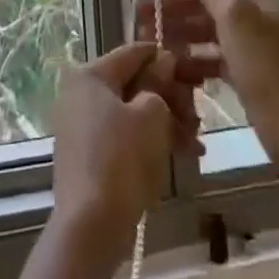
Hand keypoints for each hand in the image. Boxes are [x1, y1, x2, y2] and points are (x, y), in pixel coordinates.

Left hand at [49, 43, 198, 255]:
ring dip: (166, 123)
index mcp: (91, 76)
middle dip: (170, 98)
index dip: (166, 58)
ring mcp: (82, 126)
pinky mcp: (88, 155)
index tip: (194, 71)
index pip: (134, 52)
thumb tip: (163, 63)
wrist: (91, 225)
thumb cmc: (122, 158)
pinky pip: (124, 137)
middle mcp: (81, 94)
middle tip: (198, 117)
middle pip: (134, 84)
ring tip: (195, 143)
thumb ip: (159, 84)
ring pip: (132, 113)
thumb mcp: (151, 114)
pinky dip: (150, 142)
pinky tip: (182, 156)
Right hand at [138, 0, 278, 165]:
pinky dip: (192, 63)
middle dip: (173, 6)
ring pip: (207, 33)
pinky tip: (172, 71)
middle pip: (206, 2)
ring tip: (148, 45)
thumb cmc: (267, 66)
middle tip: (138, 17)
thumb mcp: (237, 18)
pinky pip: (213, 61)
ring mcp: (250, 48)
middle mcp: (252, 16)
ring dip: (177, 35)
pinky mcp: (247, 77)